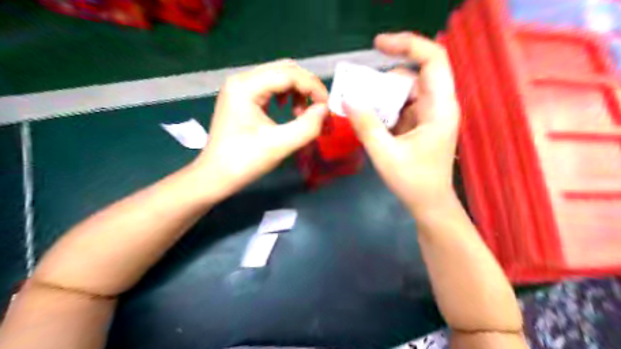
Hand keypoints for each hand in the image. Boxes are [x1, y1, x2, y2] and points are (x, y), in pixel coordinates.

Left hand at [194, 59, 328, 201]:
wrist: (215, 176)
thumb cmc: (243, 162)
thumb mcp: (279, 145)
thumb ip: (307, 126)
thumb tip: (324, 110)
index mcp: (246, 86)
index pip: (289, 73)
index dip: (313, 87)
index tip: (327, 108)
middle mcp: (241, 80)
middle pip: (285, 70)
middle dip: (307, 87)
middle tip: (318, 110)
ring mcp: (240, 87)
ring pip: (279, 76)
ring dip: (297, 90)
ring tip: (301, 113)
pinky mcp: (242, 97)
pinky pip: (271, 86)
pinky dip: (286, 95)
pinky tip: (287, 109)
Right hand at [345, 32, 460, 214]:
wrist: (429, 204)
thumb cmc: (413, 183)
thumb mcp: (385, 154)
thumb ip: (367, 125)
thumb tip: (348, 99)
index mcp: (440, 108)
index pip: (433, 59)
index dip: (407, 44)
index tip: (377, 44)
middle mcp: (438, 105)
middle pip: (412, 76)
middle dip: (383, 80)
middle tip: (358, 93)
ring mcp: (429, 114)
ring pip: (404, 91)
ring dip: (381, 97)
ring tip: (361, 111)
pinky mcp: (420, 123)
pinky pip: (400, 106)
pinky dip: (383, 109)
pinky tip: (370, 120)